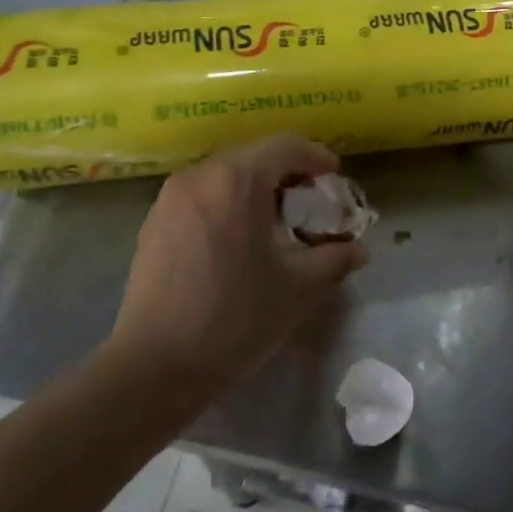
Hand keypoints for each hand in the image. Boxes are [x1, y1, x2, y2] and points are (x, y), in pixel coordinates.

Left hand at [108, 134, 368, 396]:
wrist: (156, 365)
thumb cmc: (236, 318)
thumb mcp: (298, 289)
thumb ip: (334, 260)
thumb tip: (359, 250)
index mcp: (238, 180)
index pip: (286, 146)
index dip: (316, 156)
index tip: (334, 177)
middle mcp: (201, 175)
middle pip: (253, 155)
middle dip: (286, 172)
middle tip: (308, 201)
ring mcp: (170, 197)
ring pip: (223, 174)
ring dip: (253, 187)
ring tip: (273, 221)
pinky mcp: (153, 222)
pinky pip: (200, 194)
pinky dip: (225, 201)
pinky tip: (235, 239)